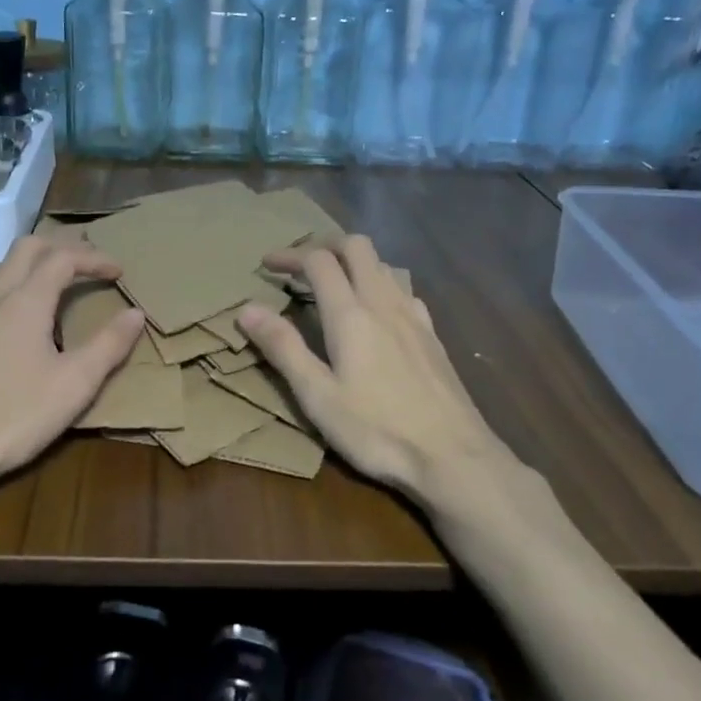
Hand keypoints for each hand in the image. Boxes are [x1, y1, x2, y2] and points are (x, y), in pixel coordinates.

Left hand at [0, 236, 145, 497]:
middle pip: (27, 248)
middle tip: (89, 263)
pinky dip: (11, 287)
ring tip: (57, 284)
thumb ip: (109, 345)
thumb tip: (136, 314)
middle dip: (61, 247)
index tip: (119, 272)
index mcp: (26, 302)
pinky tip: (15, 318)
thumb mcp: (75, 384)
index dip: (94, 258)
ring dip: (33, 264)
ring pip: (2, 268)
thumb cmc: (15, 416)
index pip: (63, 258)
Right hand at [237, 235, 526, 516]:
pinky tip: (376, 312)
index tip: (266, 265)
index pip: (318, 261)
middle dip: (324, 245)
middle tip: (300, 264)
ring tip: (333, 285)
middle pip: (356, 246)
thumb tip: (246, 308)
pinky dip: (380, 284)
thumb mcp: (318, 396)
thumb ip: (283, 348)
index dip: (290, 255)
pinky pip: (402, 289)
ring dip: (353, 262)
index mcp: (351, 314)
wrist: (454, 456)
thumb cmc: (377, 429)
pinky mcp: (432, 334)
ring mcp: (414, 316)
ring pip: (382, 264)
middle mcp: (384, 302)